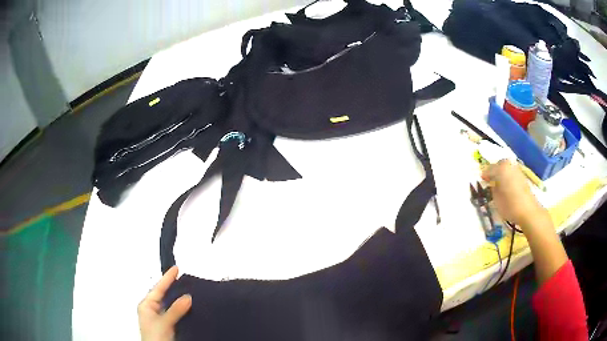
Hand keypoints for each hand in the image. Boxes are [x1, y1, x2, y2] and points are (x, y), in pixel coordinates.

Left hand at [138, 266, 191, 340]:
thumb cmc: (153, 338)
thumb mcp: (164, 322)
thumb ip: (175, 310)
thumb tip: (186, 297)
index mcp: (146, 305)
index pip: (158, 288)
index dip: (167, 278)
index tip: (176, 268)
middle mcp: (152, 310)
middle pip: (164, 295)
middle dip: (173, 287)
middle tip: (183, 278)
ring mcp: (159, 318)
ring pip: (170, 304)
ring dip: (178, 299)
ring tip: (187, 290)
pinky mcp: (166, 325)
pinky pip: (174, 313)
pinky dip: (181, 309)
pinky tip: (187, 308)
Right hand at [482, 159, 546, 226]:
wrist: (528, 210)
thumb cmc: (510, 205)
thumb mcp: (496, 199)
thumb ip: (493, 189)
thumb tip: (492, 185)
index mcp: (501, 168)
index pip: (489, 169)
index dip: (484, 175)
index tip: (482, 180)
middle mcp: (509, 165)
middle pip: (499, 165)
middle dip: (494, 171)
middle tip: (490, 180)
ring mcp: (517, 169)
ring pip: (506, 168)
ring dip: (501, 173)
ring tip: (498, 183)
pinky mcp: (522, 176)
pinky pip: (512, 172)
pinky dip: (508, 176)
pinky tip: (506, 185)